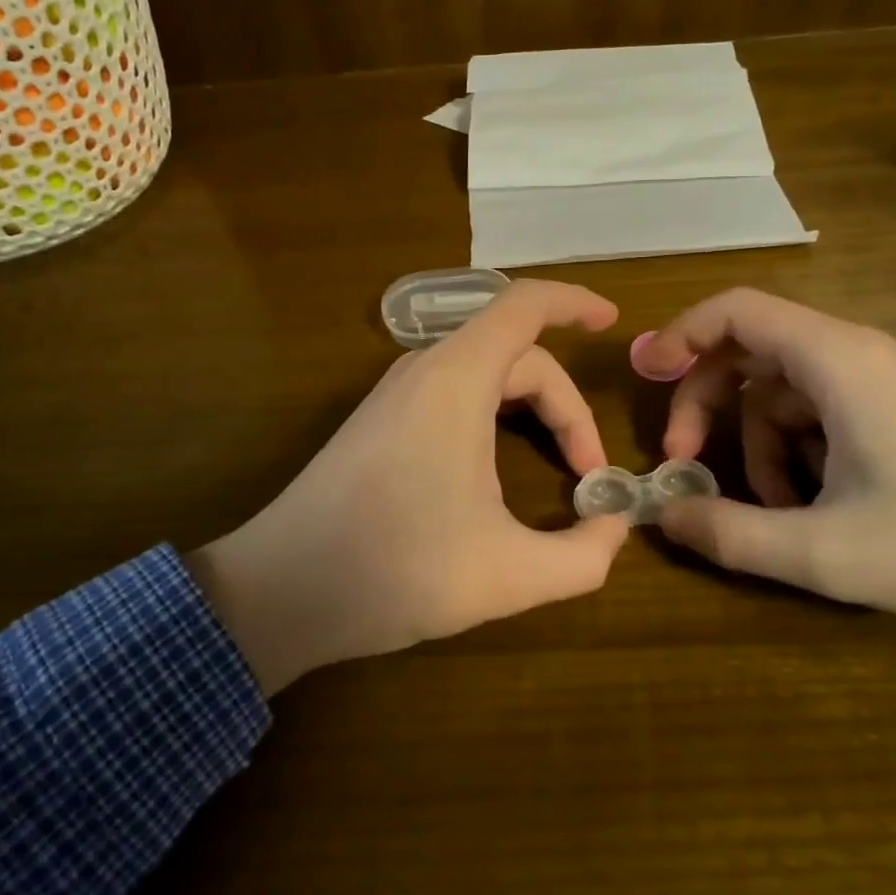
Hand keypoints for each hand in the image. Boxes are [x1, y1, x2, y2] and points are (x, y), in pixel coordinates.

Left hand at [188, 280, 630, 693]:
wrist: (281, 590)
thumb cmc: (396, 569)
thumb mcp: (508, 574)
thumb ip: (583, 556)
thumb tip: (614, 528)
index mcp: (457, 379)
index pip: (524, 305)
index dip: (574, 303)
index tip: (612, 323)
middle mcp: (424, 370)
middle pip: (516, 354)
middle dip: (566, 405)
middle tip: (590, 474)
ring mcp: (395, 393)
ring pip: (484, 372)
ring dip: (531, 408)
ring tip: (559, 462)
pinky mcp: (379, 420)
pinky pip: (454, 391)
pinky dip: (496, 413)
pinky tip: (500, 463)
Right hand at [635, 288, 895, 705]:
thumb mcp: (827, 552)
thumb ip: (730, 534)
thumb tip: (661, 517)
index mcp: (834, 361)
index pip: (736, 310)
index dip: (680, 334)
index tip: (643, 376)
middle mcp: (852, 354)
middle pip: (747, 352)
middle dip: (704, 405)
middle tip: (682, 462)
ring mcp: (878, 381)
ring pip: (778, 392)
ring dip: (753, 445)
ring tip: (769, 513)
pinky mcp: (895, 409)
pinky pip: (816, 414)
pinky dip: (793, 454)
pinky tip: (809, 510)